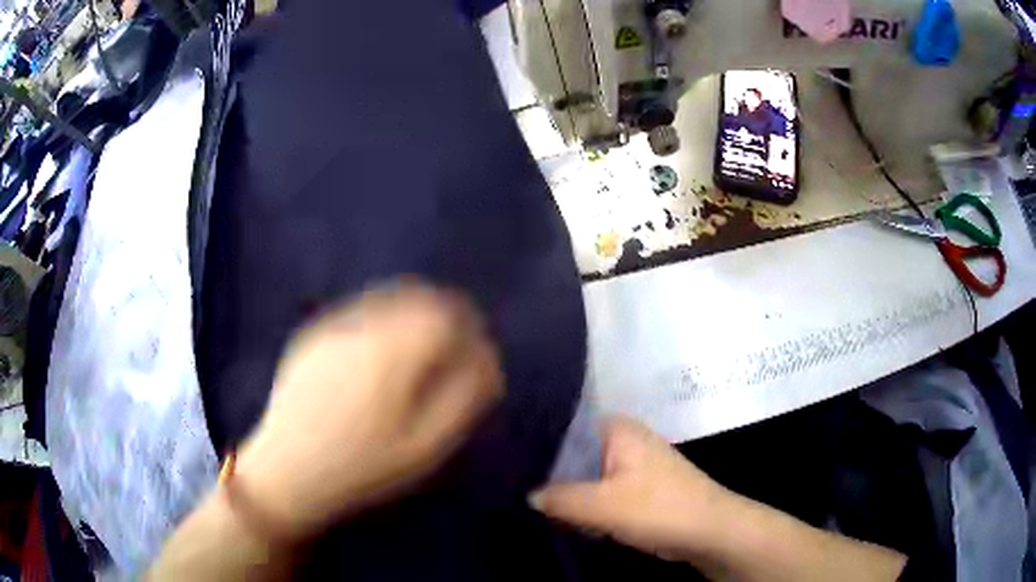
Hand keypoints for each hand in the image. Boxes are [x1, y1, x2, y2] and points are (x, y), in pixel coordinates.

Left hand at [234, 284, 503, 541]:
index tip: (476, 346)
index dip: (468, 325)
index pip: (445, 315)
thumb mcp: (425, 446)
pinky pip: (358, 314)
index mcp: (393, 352)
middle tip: (452, 342)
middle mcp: (362, 327)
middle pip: (415, 298)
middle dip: (442, 314)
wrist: (288, 472)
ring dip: (411, 313)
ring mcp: (332, 329)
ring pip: (386, 301)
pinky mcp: (311, 338)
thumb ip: (463, 398)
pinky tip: (378, 353)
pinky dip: (380, 321)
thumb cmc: (363, 468)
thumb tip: (487, 360)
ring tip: (419, 345)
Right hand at [530, 416, 732, 561]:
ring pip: (588, 475)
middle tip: (517, 489)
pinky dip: (588, 504)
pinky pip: (603, 491)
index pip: (565, 427)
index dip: (537, 446)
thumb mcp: (601, 505)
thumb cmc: (657, 508)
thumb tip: (529, 495)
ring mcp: (634, 465)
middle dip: (551, 475)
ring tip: (533, 504)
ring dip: (569, 493)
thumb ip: (559, 498)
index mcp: (617, 429)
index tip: (511, 464)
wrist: (709, 530)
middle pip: (575, 453)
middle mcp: (625, 440)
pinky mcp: (640, 488)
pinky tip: (565, 516)